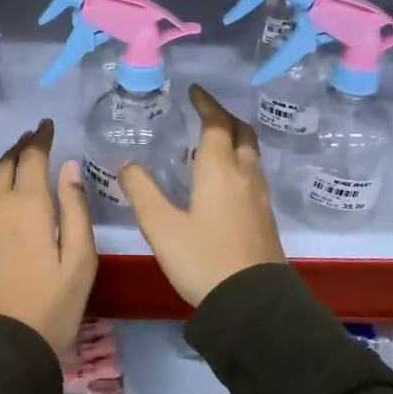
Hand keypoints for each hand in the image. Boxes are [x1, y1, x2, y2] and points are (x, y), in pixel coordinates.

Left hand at [0, 119, 97, 357]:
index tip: (46, 126)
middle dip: (20, 149)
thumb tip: (69, 166)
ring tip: (8, 160)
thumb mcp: (80, 262)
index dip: (41, 139)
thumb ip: (75, 210)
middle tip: (30, 141)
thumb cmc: (50, 309)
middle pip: (7, 166)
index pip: (35, 158)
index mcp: (31, 205)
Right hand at [118, 86, 285, 307]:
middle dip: (224, 117)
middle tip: (205, 112)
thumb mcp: (161, 226)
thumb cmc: (202, 259)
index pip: (216, 124)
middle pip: (242, 133)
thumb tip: (127, 165)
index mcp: (219, 169)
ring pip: (251, 154)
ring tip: (213, 141)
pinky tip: (224, 179)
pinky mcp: (265, 217)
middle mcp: (244, 175)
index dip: (206, 104)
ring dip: (235, 138)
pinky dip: (239, 161)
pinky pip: (253, 174)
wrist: (252, 302)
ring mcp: (259, 197)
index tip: (194, 91)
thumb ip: (142, 192)